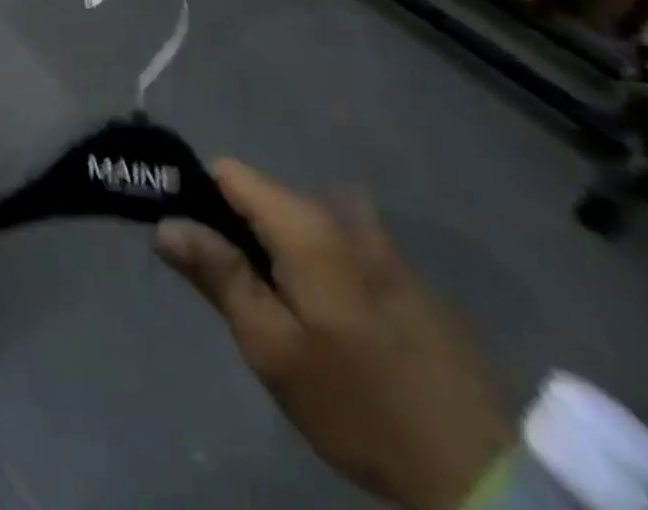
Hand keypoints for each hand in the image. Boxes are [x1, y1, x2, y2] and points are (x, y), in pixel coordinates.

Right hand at [155, 161, 511, 509]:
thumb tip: (166, 223)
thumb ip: (218, 275)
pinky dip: (316, 266)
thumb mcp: (273, 348)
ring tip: (284, 315)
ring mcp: (381, 241)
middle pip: (264, 197)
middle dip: (240, 234)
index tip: (191, 243)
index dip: (199, 197)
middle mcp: (343, 214)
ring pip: (300, 222)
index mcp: (307, 223)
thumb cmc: (359, 404)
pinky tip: (331, 324)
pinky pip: (337, 244)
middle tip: (241, 298)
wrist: (481, 474)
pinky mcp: (405, 272)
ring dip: (279, 253)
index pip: (229, 172)